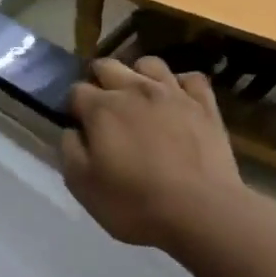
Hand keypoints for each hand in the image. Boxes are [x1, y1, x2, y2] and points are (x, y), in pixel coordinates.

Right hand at [62, 57, 250, 252]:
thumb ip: (70, 150)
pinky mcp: (206, 105)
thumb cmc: (135, 203)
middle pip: (108, 66)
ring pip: (149, 63)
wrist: (202, 212)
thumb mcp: (83, 186)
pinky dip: (180, 85)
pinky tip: (177, 102)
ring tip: (139, 100)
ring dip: (137, 76)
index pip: (76, 90)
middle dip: (99, 81)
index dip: (73, 107)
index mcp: (102, 109)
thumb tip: (72, 131)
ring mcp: (174, 93)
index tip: (79, 126)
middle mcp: (135, 89)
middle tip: (103, 111)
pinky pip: (191, 78)